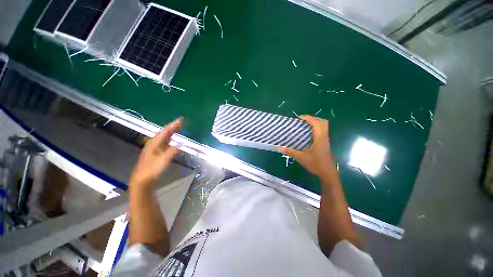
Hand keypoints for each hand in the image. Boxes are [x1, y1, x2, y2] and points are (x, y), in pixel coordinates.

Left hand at [130, 118, 182, 186]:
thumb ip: (172, 151)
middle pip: (164, 133)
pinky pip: (164, 143)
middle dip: (172, 127)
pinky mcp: (155, 152)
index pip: (165, 131)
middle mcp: (153, 143)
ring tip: (178, 129)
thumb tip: (180, 143)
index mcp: (154, 143)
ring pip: (164, 137)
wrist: (143, 179)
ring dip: (171, 132)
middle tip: (181, 123)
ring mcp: (154, 148)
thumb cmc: (153, 169)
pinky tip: (173, 141)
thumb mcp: (164, 160)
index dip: (173, 125)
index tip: (180, 120)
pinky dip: (170, 140)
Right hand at [279, 115, 333, 178]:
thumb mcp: (301, 158)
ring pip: (323, 126)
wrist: (327, 172)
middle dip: (313, 118)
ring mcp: (325, 140)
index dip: (309, 118)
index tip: (299, 118)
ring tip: (304, 125)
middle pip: (323, 122)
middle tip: (303, 121)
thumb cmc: (316, 164)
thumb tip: (279, 147)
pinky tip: (307, 133)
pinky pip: (321, 131)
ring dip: (315, 123)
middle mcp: (324, 137)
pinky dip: (315, 128)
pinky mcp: (324, 143)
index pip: (317, 123)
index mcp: (319, 138)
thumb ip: (290, 151)